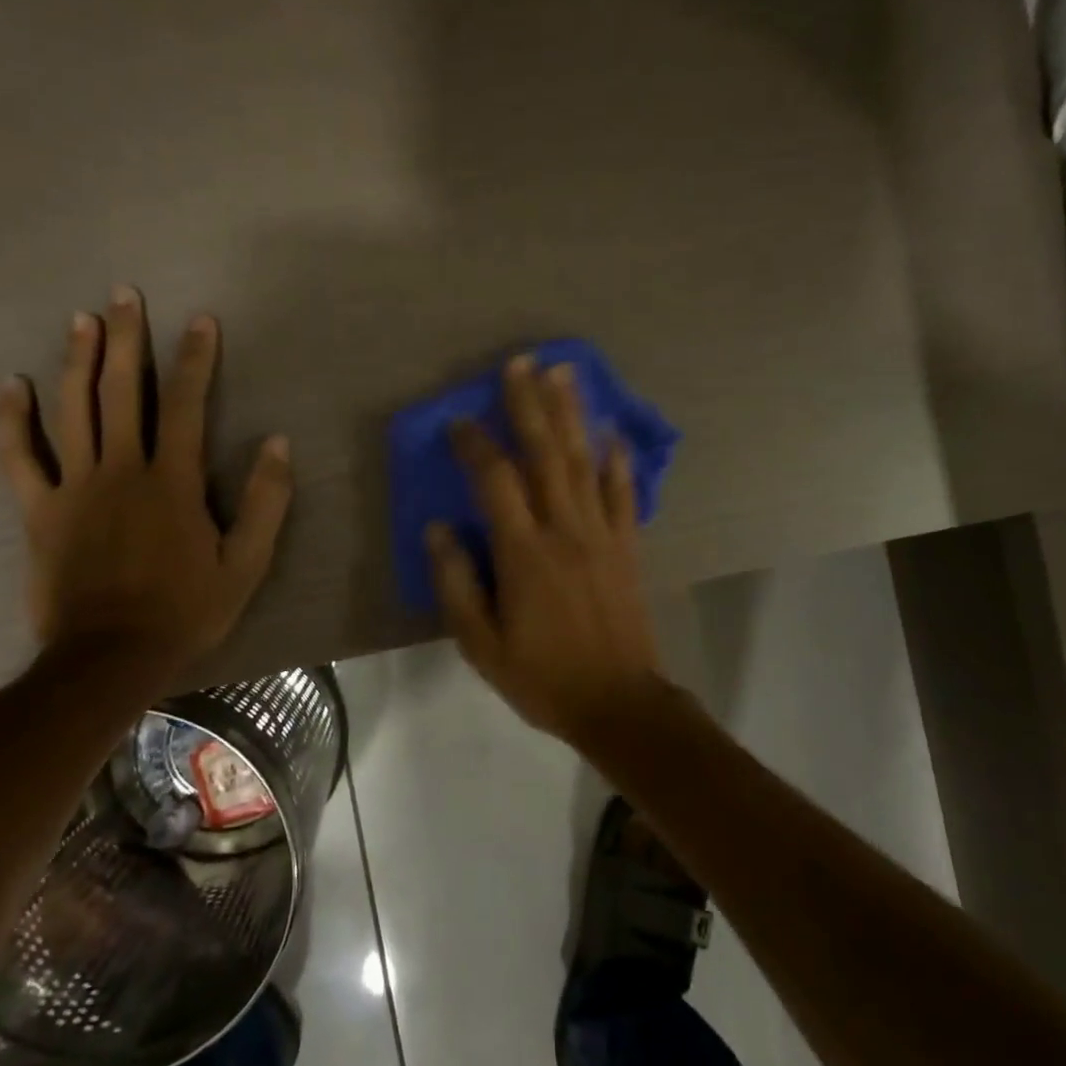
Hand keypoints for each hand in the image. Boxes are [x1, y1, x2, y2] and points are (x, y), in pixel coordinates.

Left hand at [0, 286, 292, 681]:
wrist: (111, 657)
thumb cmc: (187, 609)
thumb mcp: (246, 563)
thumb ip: (266, 501)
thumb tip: (278, 442)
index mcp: (172, 482)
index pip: (185, 405)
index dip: (195, 359)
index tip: (201, 321)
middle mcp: (121, 471)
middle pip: (121, 392)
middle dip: (126, 339)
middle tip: (125, 294)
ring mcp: (74, 488)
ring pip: (72, 410)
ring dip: (77, 360)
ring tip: (81, 319)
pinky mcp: (39, 511)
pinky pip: (19, 457)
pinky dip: (12, 420)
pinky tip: (11, 385)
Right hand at [427, 355, 662, 742]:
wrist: (618, 702)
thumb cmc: (542, 677)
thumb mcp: (481, 645)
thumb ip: (457, 584)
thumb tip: (438, 529)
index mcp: (524, 553)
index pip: (496, 481)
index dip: (475, 445)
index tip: (458, 421)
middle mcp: (564, 530)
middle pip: (545, 454)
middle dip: (530, 405)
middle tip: (521, 363)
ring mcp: (602, 534)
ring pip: (584, 462)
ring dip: (572, 415)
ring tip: (564, 373)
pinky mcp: (628, 546)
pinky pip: (623, 494)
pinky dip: (618, 461)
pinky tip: (614, 432)